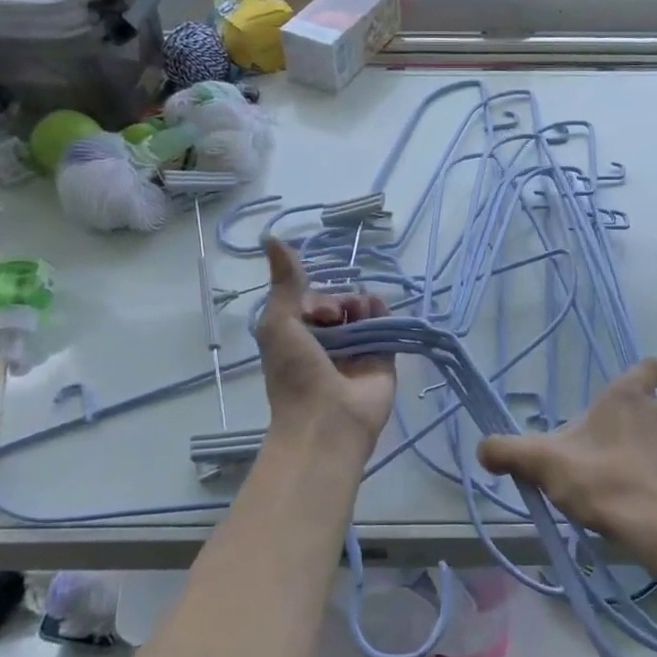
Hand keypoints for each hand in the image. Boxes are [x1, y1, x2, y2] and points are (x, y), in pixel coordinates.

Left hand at [255, 238, 396, 446]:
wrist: (328, 421)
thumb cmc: (295, 373)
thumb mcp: (279, 322)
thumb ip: (284, 281)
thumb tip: (271, 236)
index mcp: (299, 338)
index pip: (312, 302)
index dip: (314, 298)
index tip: (312, 310)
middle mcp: (328, 343)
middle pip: (339, 305)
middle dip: (338, 301)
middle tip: (333, 317)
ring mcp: (357, 351)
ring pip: (363, 313)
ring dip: (360, 304)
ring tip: (357, 315)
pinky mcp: (384, 358)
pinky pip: (386, 326)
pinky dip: (382, 313)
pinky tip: (377, 311)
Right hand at [475, 358, 656, 559]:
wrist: (650, 524)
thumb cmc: (598, 480)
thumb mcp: (541, 462)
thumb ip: (508, 451)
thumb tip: (482, 449)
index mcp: (627, 397)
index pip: (651, 366)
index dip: (645, 375)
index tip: (630, 393)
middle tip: (642, 428)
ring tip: (655, 453)